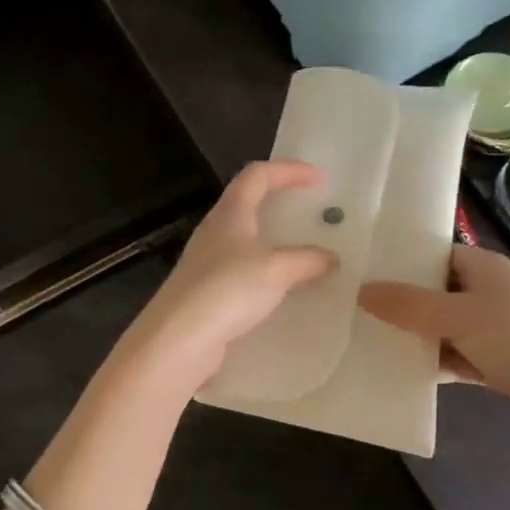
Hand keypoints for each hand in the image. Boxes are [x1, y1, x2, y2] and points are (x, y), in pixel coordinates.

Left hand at [118, 161, 336, 396]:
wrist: (179, 339)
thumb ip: (306, 260)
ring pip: (245, 239)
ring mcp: (207, 262)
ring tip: (304, 253)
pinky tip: (282, 290)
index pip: (257, 175)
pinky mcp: (206, 292)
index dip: (288, 170)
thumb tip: (331, 258)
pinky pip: (242, 271)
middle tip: (310, 213)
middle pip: (247, 203)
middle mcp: (215, 231)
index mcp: (230, 213)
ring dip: (274, 241)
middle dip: (280, 202)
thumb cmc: (227, 290)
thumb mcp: (276, 271)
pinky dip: (266, 272)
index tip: (319, 179)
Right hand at [360, 243, 509, 445]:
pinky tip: (399, 372)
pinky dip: (432, 363)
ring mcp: (494, 329)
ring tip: (365, 339)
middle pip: (433, 291)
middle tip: (350, 307)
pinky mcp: (497, 362)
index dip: (398, 261)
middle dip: (398, 302)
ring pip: (441, 327)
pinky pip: (454, 356)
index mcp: (483, 268)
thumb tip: (361, 290)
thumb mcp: (459, 317)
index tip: (358, 270)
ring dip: (413, 336)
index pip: (432, 254)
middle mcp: (488, 292)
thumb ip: (409, 305)